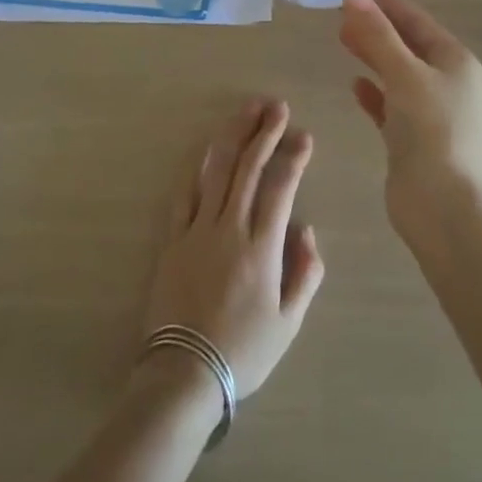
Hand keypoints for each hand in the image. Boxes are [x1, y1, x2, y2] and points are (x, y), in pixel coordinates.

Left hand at [144, 100, 324, 398]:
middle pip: (249, 168)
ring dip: (234, 136)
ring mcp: (198, 230)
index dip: (293, 157)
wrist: (183, 375)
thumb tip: (307, 230)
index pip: (281, 187)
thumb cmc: (243, 351)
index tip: (304, 135)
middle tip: (277, 106)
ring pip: (218, 171)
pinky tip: (209, 149)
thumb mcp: (289, 323)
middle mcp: (230, 228)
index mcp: (262, 247)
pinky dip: (200, 167)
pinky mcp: (173, 239)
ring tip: (247, 110)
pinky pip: (186, 193)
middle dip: (264, 132)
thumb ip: (305, 274)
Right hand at [339, 0, 481, 231]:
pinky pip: (390, 104)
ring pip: (396, 72)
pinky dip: (374, 92)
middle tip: (339, 13)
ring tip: (341, 38)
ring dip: (372, 55)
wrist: (444, 207)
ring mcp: (429, 110)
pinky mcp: (412, 137)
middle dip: (375, 27)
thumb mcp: (404, 74)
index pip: (416, 20)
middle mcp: (445, 80)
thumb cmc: (432, 130)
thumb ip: (377, 34)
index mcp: (454, 59)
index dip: (386, 4)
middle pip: (406, 44)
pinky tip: (354, 85)